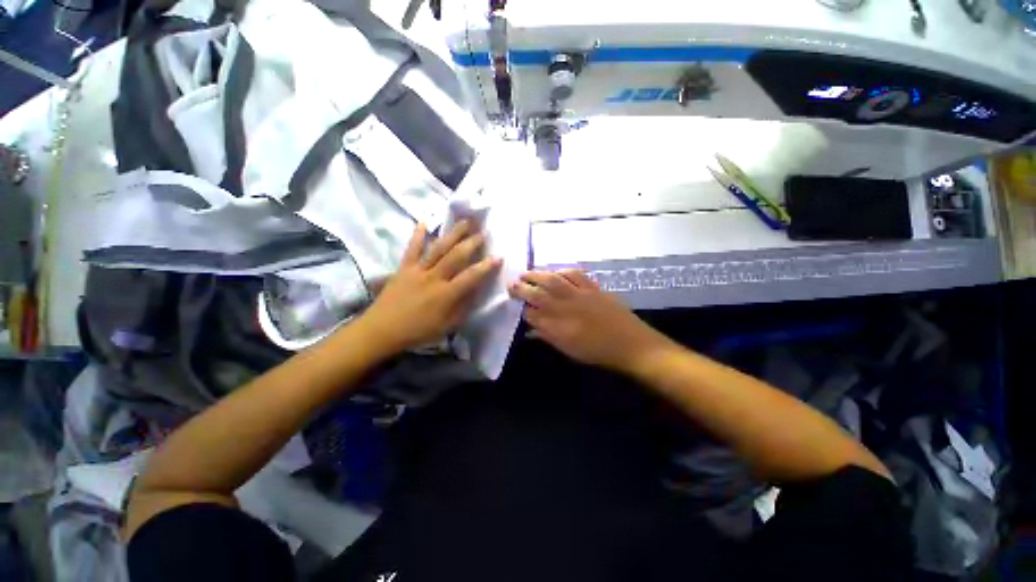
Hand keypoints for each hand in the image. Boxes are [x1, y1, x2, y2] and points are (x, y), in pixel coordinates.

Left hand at [359, 221, 501, 354]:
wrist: (382, 330)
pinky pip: (412, 248)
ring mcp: (418, 270)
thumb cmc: (418, 331)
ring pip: (438, 248)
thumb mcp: (447, 326)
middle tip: (484, 231)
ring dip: (453, 233)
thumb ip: (464, 307)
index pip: (471, 276)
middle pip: (456, 256)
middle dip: (472, 242)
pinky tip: (425, 222)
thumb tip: (477, 290)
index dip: (486, 266)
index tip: (499, 256)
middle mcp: (434, 277)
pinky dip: (418, 235)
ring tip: (465, 222)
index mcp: (446, 294)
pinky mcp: (404, 267)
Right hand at [508, 270, 672, 372]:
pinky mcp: (593, 288)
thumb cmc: (598, 352)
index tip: (516, 305)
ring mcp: (580, 295)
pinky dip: (563, 271)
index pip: (532, 314)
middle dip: (522, 288)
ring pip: (553, 280)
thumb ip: (549, 336)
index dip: (522, 309)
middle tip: (511, 283)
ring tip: (527, 273)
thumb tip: (532, 327)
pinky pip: (575, 275)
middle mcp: (565, 308)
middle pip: (538, 294)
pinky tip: (556, 272)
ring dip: (537, 275)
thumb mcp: (569, 350)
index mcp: (558, 327)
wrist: (631, 344)